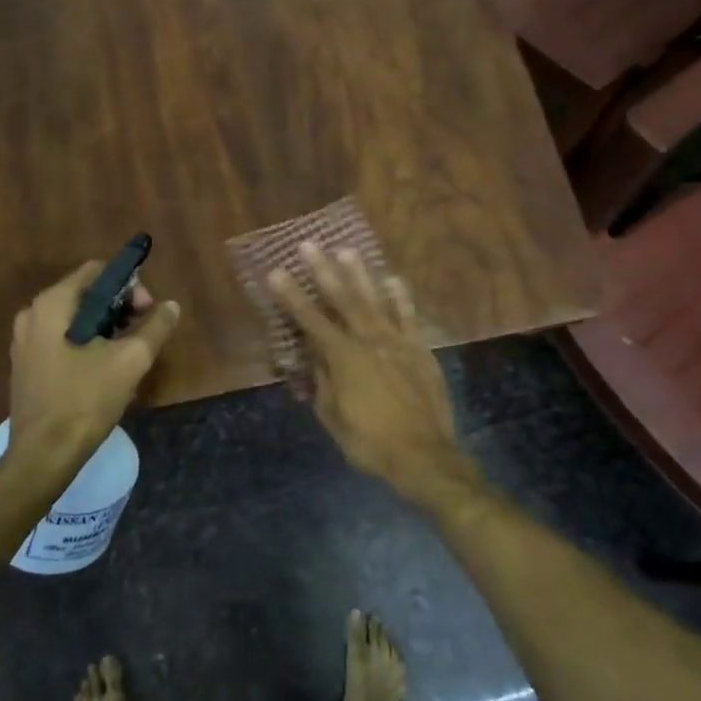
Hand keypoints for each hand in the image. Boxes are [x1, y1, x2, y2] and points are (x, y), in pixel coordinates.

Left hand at [8, 262, 180, 475]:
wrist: (43, 456)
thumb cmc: (85, 401)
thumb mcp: (130, 361)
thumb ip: (155, 327)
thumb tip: (172, 306)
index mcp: (52, 304)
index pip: (97, 271)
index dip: (129, 285)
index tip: (148, 311)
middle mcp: (32, 314)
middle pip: (86, 294)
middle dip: (120, 307)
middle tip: (143, 333)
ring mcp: (25, 341)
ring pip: (75, 318)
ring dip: (106, 327)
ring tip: (128, 354)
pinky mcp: (27, 365)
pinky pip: (63, 339)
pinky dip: (87, 343)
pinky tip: (105, 369)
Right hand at [267, 243, 482, 511]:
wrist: (424, 456)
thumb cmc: (370, 442)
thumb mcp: (333, 417)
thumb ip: (322, 380)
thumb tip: (313, 355)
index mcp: (344, 359)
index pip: (311, 321)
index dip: (292, 296)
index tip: (276, 272)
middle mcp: (370, 341)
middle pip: (344, 300)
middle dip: (324, 271)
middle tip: (309, 245)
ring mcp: (398, 343)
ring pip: (376, 301)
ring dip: (360, 274)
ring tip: (347, 250)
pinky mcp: (420, 350)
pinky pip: (409, 317)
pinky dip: (400, 297)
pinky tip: (393, 278)